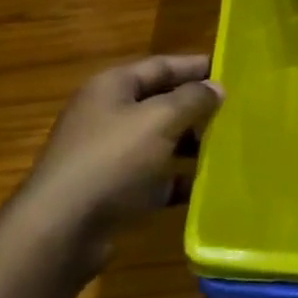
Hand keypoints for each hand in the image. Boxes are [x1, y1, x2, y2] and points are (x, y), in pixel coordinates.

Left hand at [12, 56, 222, 277]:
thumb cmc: (111, 160)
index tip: (232, 70)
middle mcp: (107, 115)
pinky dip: (177, 179)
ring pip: (159, 141)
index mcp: (112, 87)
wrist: (60, 231)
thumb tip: (216, 87)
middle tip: (236, 110)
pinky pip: (154, 178)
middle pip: (160, 102)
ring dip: (190, 144)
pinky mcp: (113, 191)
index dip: (196, 66)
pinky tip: (206, 186)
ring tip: (228, 146)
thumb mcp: (159, 120)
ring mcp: (108, 155)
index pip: (161, 65)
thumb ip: (193, 99)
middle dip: (196, 106)